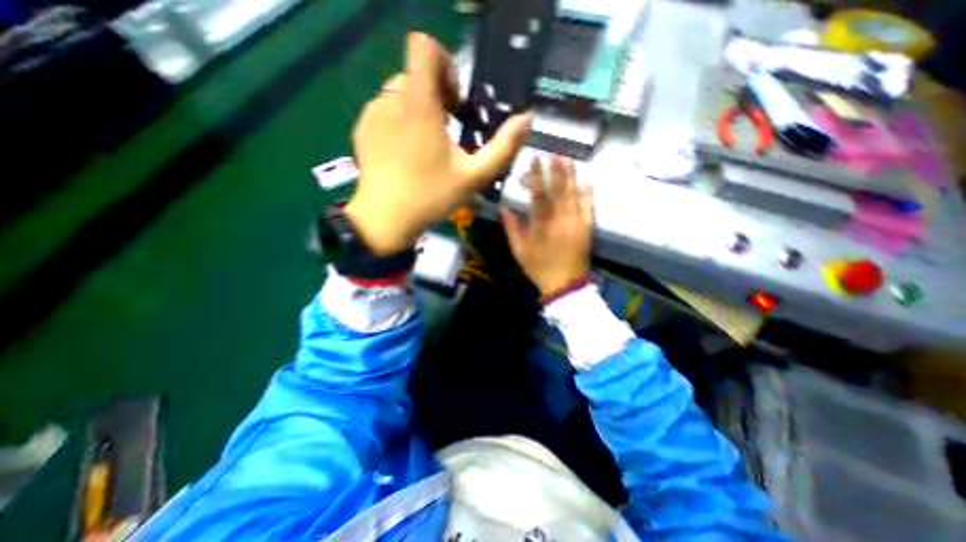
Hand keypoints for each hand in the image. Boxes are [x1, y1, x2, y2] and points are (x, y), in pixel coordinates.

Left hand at [344, 33, 532, 255]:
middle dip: (437, 95)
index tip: (455, 101)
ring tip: (428, 146)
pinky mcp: (362, 129)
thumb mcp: (474, 176)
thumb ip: (503, 147)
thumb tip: (526, 118)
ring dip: (419, 111)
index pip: (424, 47)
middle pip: (416, 74)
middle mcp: (390, 99)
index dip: (445, 64)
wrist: (385, 219)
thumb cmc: (431, 196)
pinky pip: (385, 111)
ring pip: (401, 94)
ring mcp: (372, 114)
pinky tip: (406, 154)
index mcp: (419, 104)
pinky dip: (401, 122)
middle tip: (448, 131)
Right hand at [501, 157, 592, 298]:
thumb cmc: (539, 267)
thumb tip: (503, 208)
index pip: (538, 195)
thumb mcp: (519, 250)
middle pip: (558, 190)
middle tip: (554, 152)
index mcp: (541, 225)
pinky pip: (589, 207)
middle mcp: (560, 220)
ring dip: (571, 176)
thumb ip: (512, 228)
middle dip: (556, 170)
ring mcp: (576, 223)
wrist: (564, 283)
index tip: (534, 160)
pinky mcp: (587, 228)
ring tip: (569, 160)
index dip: (537, 176)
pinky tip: (588, 181)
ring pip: (573, 195)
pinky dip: (588, 194)